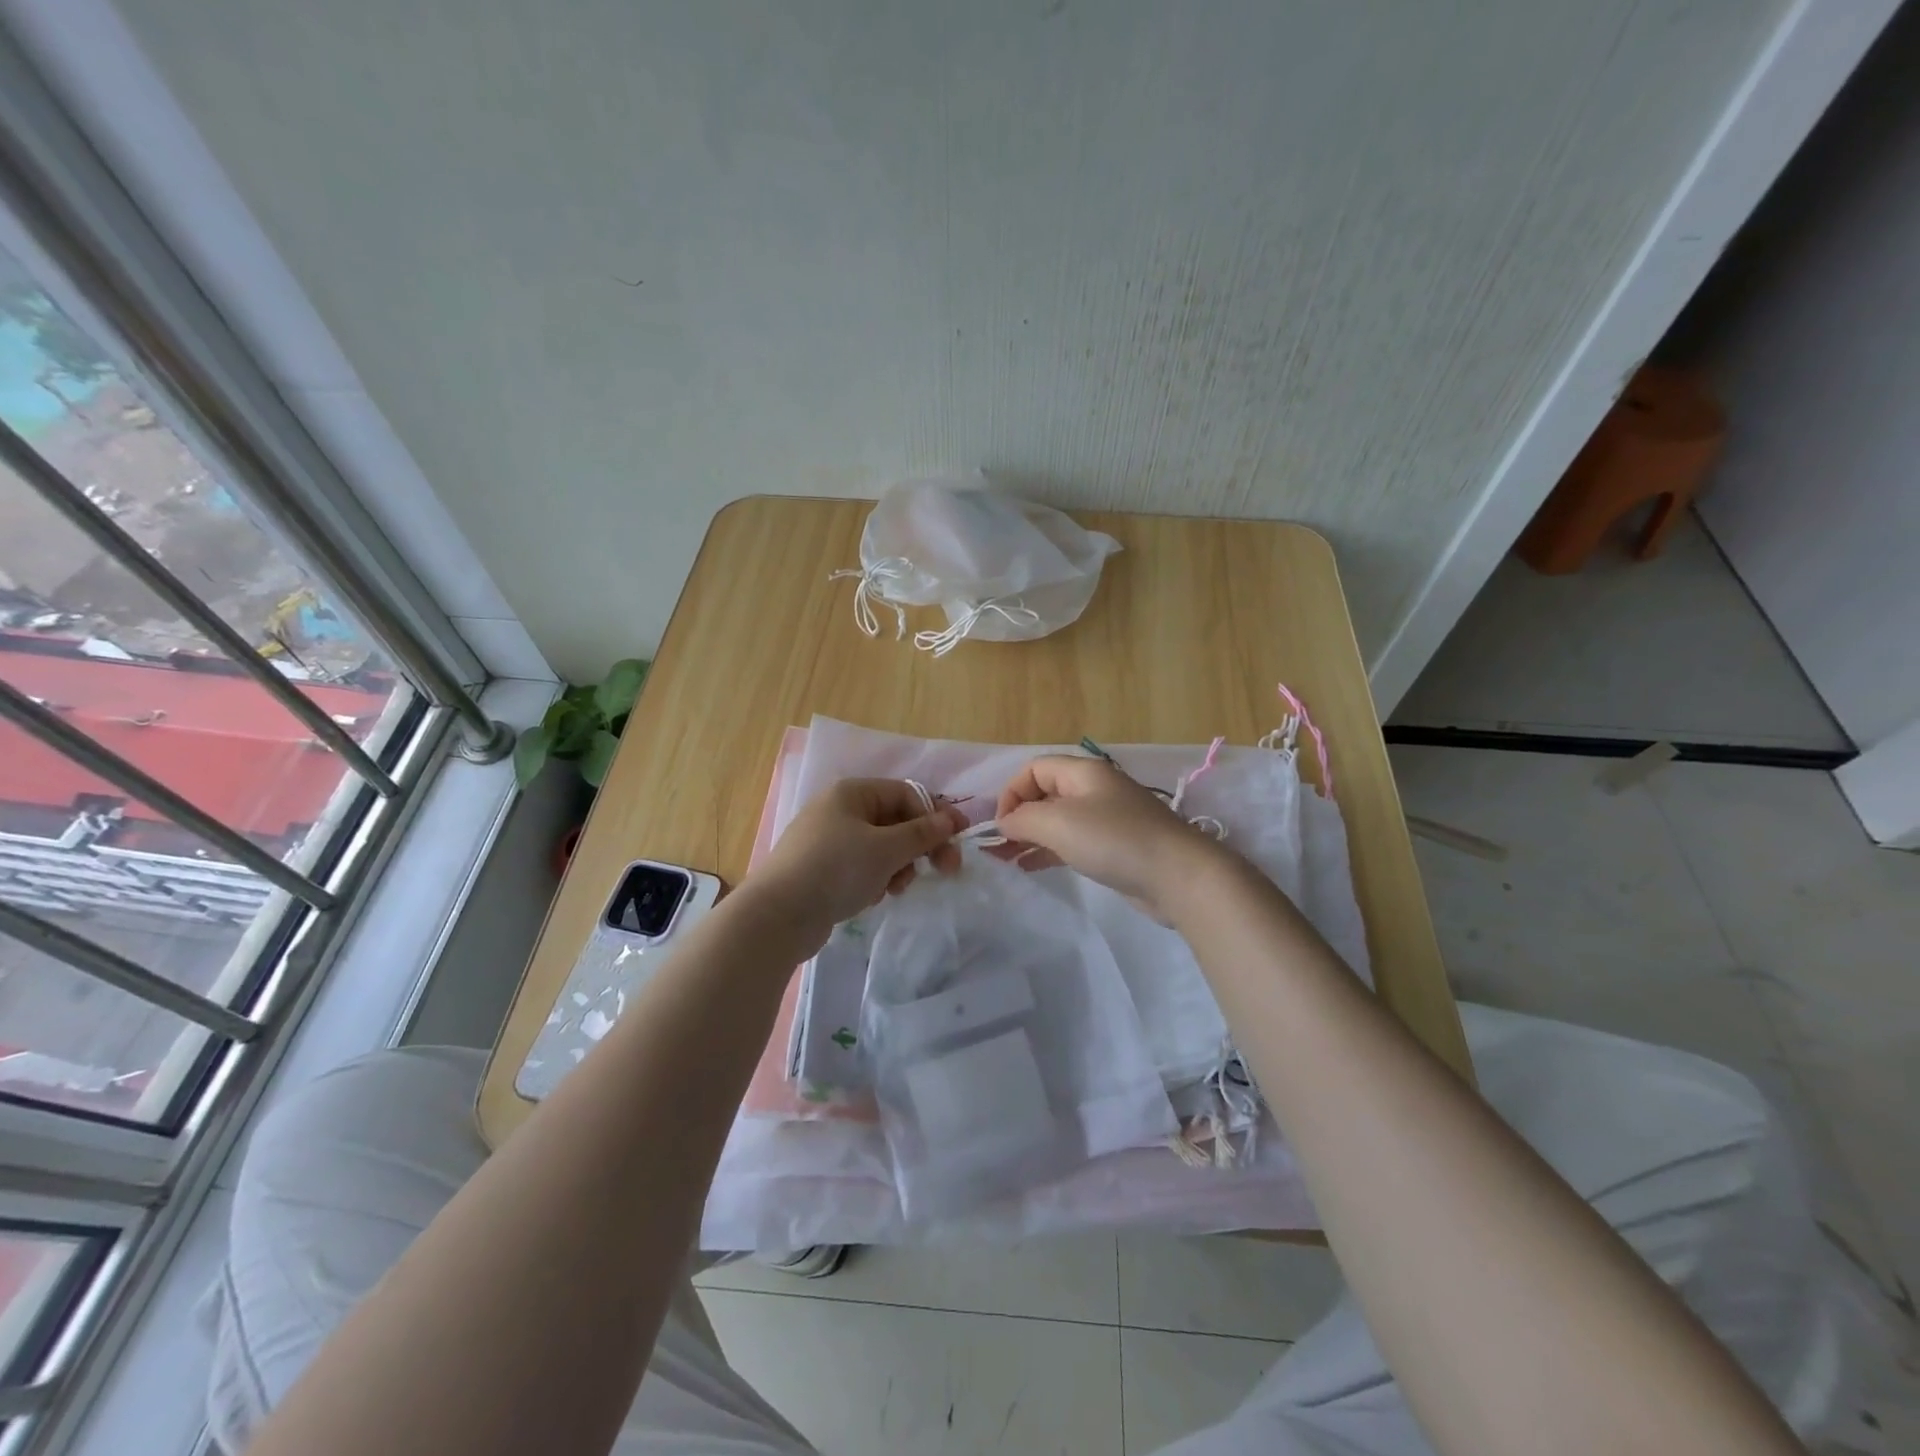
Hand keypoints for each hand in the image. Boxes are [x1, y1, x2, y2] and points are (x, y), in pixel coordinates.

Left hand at [748, 778, 965, 943]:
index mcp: (852, 793)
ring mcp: (827, 840)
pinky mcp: (821, 869)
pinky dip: (874, 879)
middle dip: (918, 846)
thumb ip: (922, 833)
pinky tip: (871, 897)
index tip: (959, 840)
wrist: (778, 915)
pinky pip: (861, 866)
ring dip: (897, 866)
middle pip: (895, 821)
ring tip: (895, 888)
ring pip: (880, 846)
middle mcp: (838, 810)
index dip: (936, 815)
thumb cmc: (837, 869)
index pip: (906, 794)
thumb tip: (949, 819)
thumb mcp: (887, 848)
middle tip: (944, 870)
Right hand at [994, 754, 1228, 919]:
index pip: (1034, 768)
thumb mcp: (1058, 823)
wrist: (1178, 875)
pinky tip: (1031, 867)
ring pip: (1057, 820)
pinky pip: (1073, 841)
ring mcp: (1107, 818)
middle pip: (1045, 792)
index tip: (1000, 825)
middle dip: (1018, 816)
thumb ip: (1023, 819)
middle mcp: (1094, 789)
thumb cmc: (1114, 840)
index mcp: (1083, 772)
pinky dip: (1049, 850)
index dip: (1011, 792)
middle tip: (998, 846)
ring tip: (1007, 859)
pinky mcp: (1115, 847)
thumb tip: (1005, 822)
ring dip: (1030, 835)